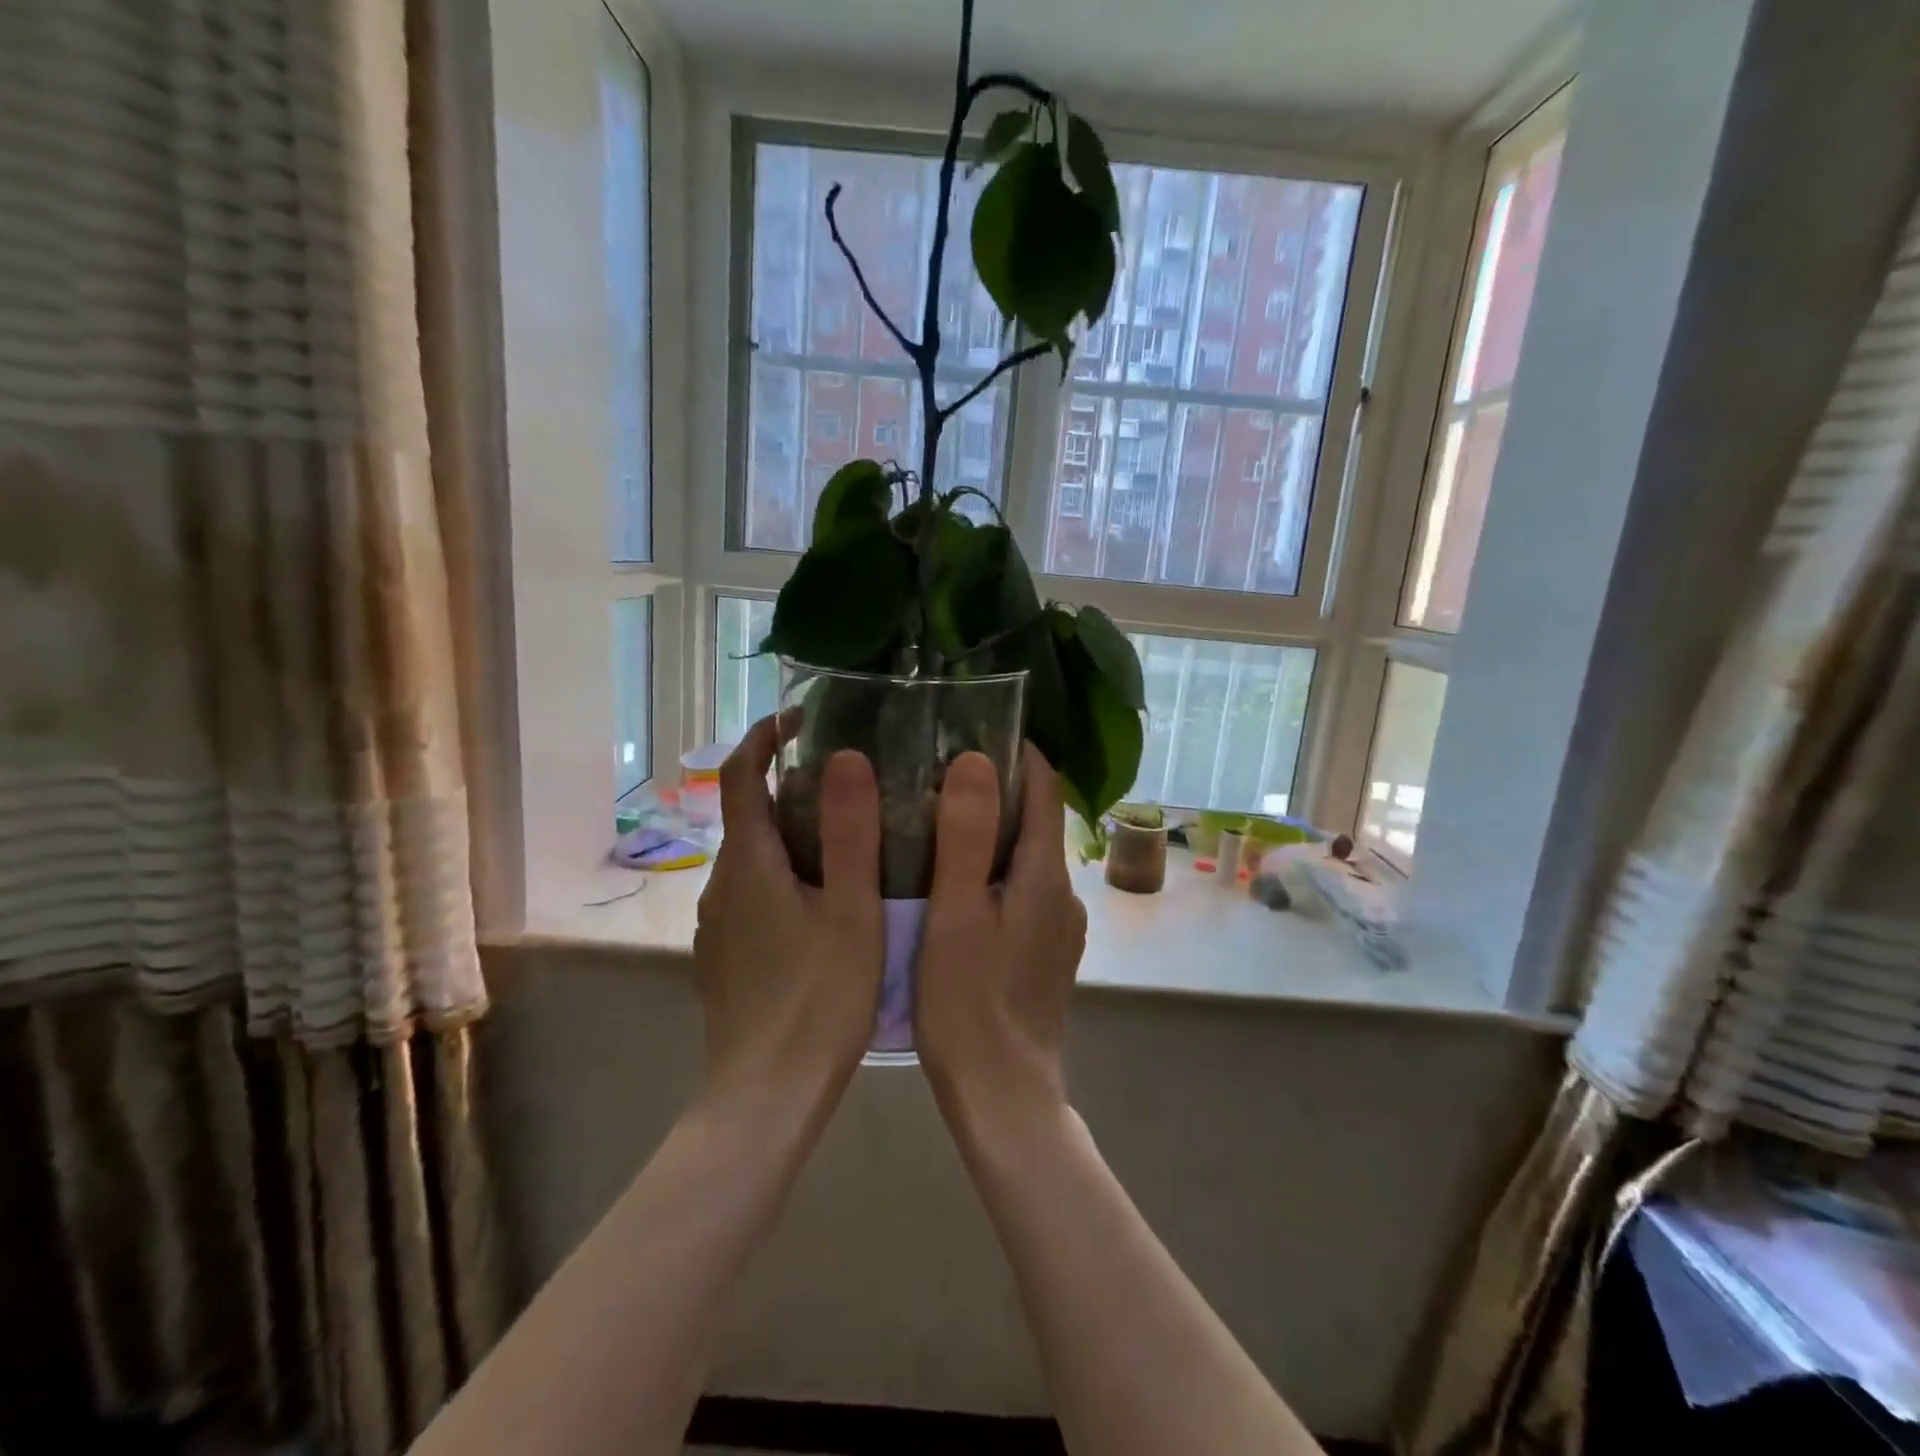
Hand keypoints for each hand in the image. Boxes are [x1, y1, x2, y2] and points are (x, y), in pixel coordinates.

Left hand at [693, 715, 883, 1109]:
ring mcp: (717, 923)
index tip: (804, 718)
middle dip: (791, 786)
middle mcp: (721, 883)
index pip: (742, 774)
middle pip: (750, 814)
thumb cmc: (819, 999)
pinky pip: (752, 892)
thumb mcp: (851, 911)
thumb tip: (847, 757)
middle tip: (852, 784)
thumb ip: (850, 833)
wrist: (766, 1096)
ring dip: (790, 834)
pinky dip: (783, 874)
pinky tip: (823, 903)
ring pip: (753, 857)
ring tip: (848, 840)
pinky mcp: (724, 954)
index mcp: (749, 863)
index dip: (766, 735)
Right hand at [915, 746, 1087, 1125]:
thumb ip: (965, 836)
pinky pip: (1023, 890)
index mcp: (1044, 875)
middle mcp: (1063, 893)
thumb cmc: (968, 1003)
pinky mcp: (1047, 952)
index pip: (1045, 788)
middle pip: (1037, 820)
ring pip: (1028, 858)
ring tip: (937, 821)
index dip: (1017, 752)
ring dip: (993, 831)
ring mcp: (1059, 926)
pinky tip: (956, 885)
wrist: (1004, 1097)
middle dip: (997, 788)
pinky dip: (995, 871)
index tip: (973, 729)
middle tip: (937, 772)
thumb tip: (974, 759)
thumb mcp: (955, 914)